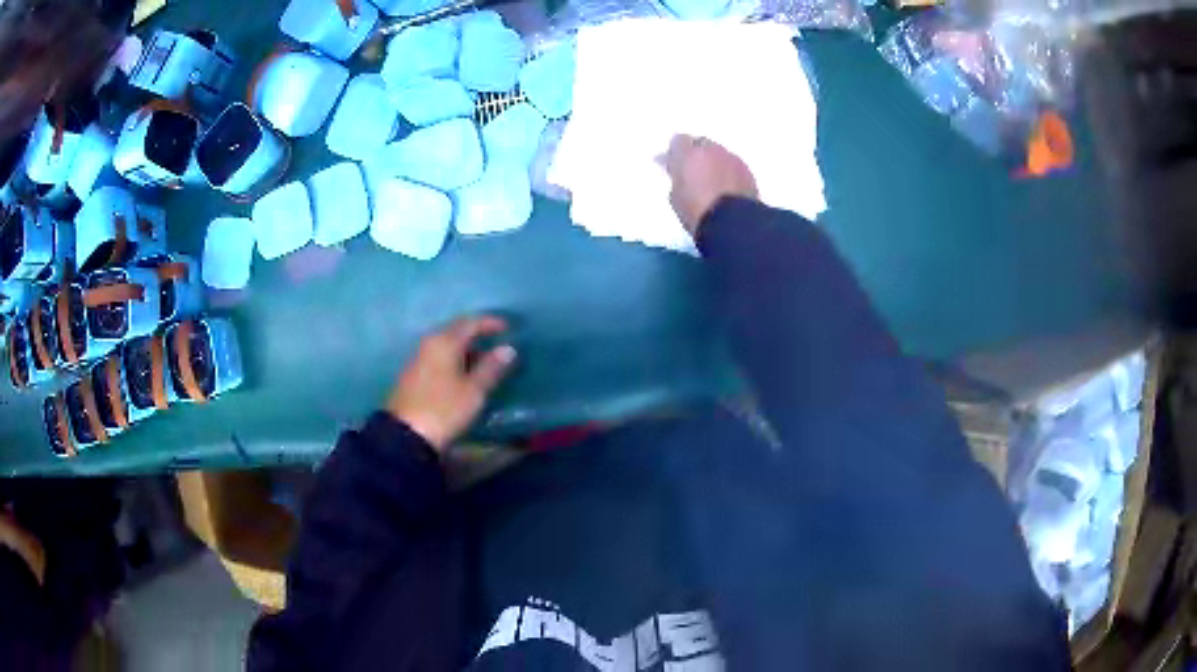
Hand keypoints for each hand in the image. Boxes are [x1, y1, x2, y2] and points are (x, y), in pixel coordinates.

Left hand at [387, 317, 515, 450]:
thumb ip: (491, 368)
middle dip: (478, 336)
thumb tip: (508, 349)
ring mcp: (418, 359)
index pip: (470, 322)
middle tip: (498, 345)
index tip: (509, 328)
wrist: (405, 436)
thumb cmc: (444, 409)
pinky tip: (463, 376)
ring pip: (446, 346)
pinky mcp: (412, 375)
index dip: (490, 323)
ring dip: (466, 350)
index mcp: (445, 342)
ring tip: (485, 363)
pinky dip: (454, 361)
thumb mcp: (474, 391)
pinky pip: (438, 358)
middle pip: (456, 331)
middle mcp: (429, 344)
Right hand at [663, 134, 758, 235]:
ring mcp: (732, 158)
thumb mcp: (676, 195)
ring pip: (720, 154)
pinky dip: (729, 172)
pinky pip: (734, 165)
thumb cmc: (696, 211)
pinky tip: (728, 188)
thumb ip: (675, 175)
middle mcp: (711, 149)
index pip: (678, 140)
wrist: (732, 223)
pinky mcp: (748, 170)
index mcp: (688, 154)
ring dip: (715, 162)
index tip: (674, 165)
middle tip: (695, 172)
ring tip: (713, 181)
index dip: (677, 152)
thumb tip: (674, 167)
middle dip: (697, 154)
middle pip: (702, 144)